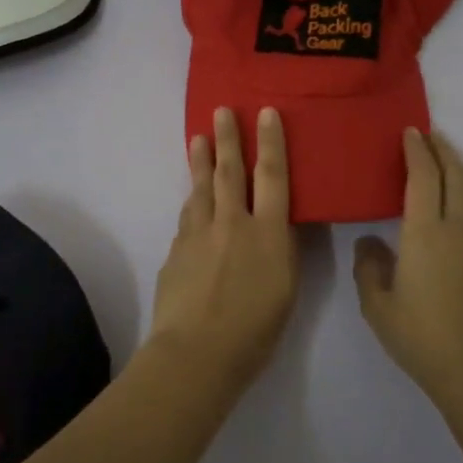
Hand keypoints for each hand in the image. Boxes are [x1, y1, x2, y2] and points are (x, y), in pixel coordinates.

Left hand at [147, 106, 298, 397]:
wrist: (197, 352)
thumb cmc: (255, 330)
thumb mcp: (286, 288)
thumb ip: (281, 250)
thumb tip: (277, 225)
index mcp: (266, 232)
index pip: (272, 175)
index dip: (270, 142)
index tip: (265, 112)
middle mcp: (231, 223)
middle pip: (229, 171)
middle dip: (227, 138)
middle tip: (220, 110)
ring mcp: (198, 234)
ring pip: (200, 188)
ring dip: (200, 161)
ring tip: (198, 139)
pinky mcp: (176, 251)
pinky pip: (187, 217)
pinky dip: (192, 202)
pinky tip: (192, 199)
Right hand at [353, 128, 462, 405]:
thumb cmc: (421, 337)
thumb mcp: (378, 305)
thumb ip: (369, 267)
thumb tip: (370, 241)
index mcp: (425, 233)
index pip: (423, 177)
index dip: (416, 151)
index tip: (410, 132)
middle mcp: (458, 228)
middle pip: (454, 175)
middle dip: (441, 150)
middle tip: (427, 135)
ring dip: (456, 170)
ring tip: (442, 161)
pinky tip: (458, 205)